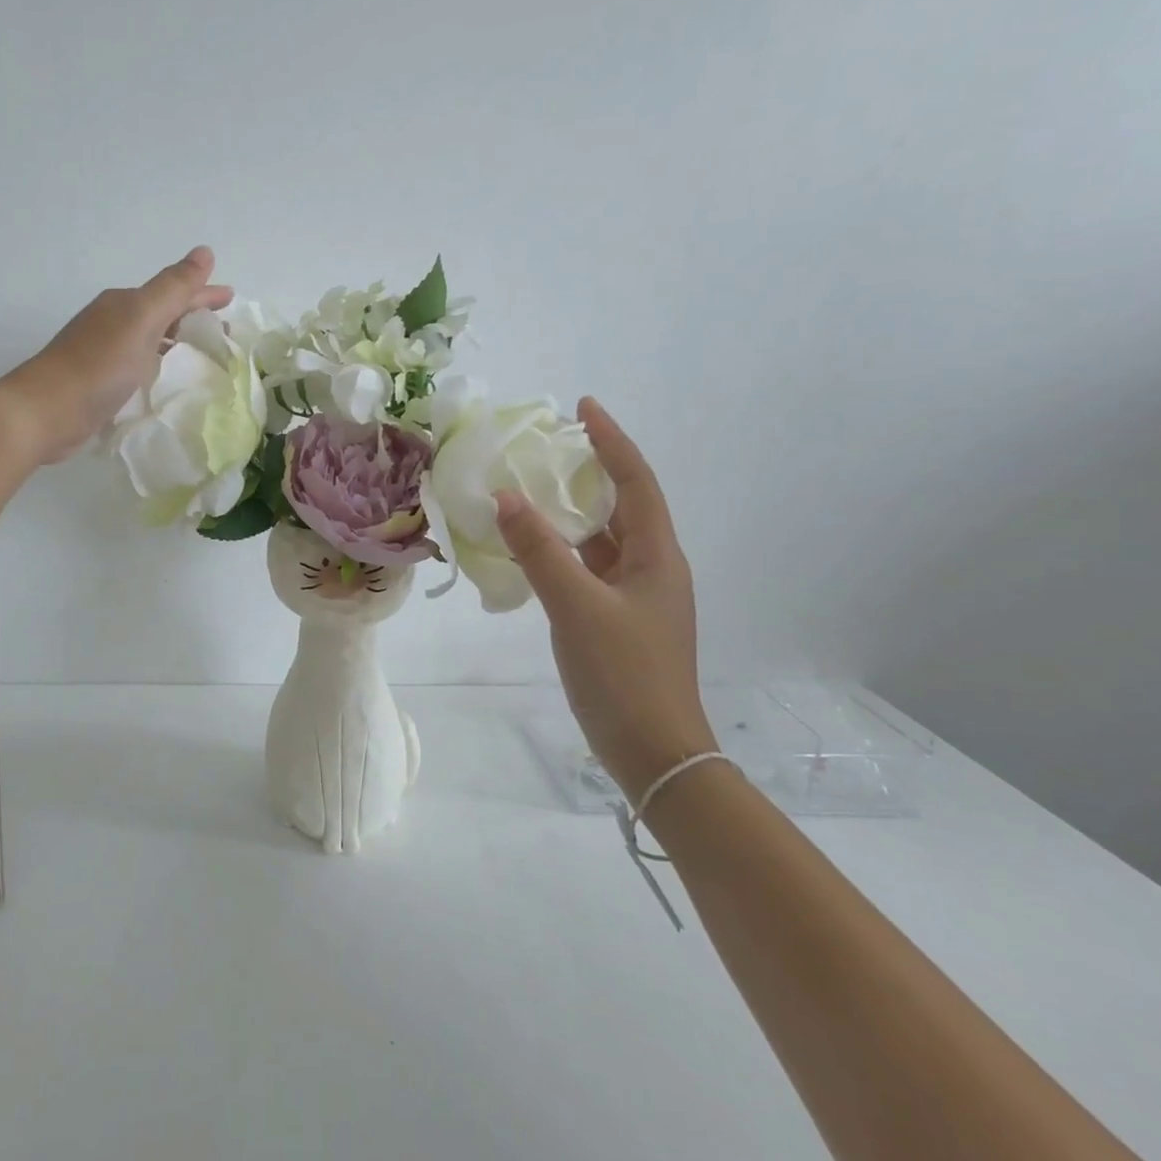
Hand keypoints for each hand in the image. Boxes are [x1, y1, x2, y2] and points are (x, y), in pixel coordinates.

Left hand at [0, 248, 233, 465]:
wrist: (46, 411)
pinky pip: (141, 366)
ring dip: (178, 341)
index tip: (232, 298)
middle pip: (162, 314)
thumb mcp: (141, 319)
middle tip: (225, 328)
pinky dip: (160, 366)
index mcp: (125, 304)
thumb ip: (173, 288)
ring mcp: (104, 354)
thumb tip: (204, 251)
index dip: (203, 294)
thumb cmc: (98, 364)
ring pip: (151, 340)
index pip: (173, 293)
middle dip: (193, 316)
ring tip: (204, 353)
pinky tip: (168, 379)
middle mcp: (113, 323)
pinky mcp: (100, 383)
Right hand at [494, 399, 715, 800]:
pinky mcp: (617, 619)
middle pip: (621, 504)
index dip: (611, 441)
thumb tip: (505, 497)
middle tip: (548, 447)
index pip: (635, 482)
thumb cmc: (624, 674)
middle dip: (589, 470)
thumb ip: (539, 550)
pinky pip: (587, 567)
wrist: (654, 753)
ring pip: (601, 538)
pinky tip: (530, 548)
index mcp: (655, 556)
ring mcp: (635, 596)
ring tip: (531, 489)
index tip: (584, 407)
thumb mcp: (576, 607)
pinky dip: (561, 549)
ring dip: (571, 511)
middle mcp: (651, 567)